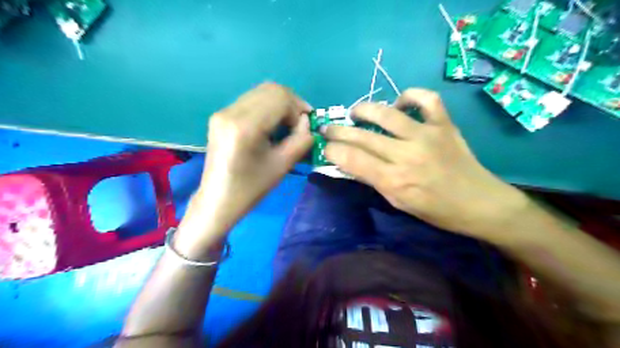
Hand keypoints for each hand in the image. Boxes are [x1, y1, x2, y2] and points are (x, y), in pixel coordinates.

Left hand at [174, 82, 311, 253]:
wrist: (218, 200)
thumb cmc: (251, 188)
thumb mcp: (282, 165)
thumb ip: (301, 139)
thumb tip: (306, 122)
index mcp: (245, 126)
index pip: (279, 97)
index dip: (298, 108)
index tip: (306, 126)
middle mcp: (230, 112)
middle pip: (270, 89)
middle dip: (291, 103)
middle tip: (300, 123)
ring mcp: (222, 112)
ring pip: (260, 92)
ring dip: (279, 104)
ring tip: (287, 125)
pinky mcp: (220, 116)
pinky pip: (250, 101)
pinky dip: (267, 107)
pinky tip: (271, 125)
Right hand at [322, 89, 530, 240]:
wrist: (480, 204)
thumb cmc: (436, 211)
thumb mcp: (398, 203)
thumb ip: (373, 180)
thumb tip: (349, 162)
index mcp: (394, 181)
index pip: (351, 159)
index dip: (332, 150)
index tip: (325, 147)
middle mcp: (407, 155)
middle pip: (362, 136)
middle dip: (338, 130)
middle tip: (328, 128)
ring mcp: (427, 135)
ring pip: (386, 114)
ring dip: (363, 109)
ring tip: (354, 112)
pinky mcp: (444, 124)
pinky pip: (425, 99)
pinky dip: (409, 96)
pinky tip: (398, 104)